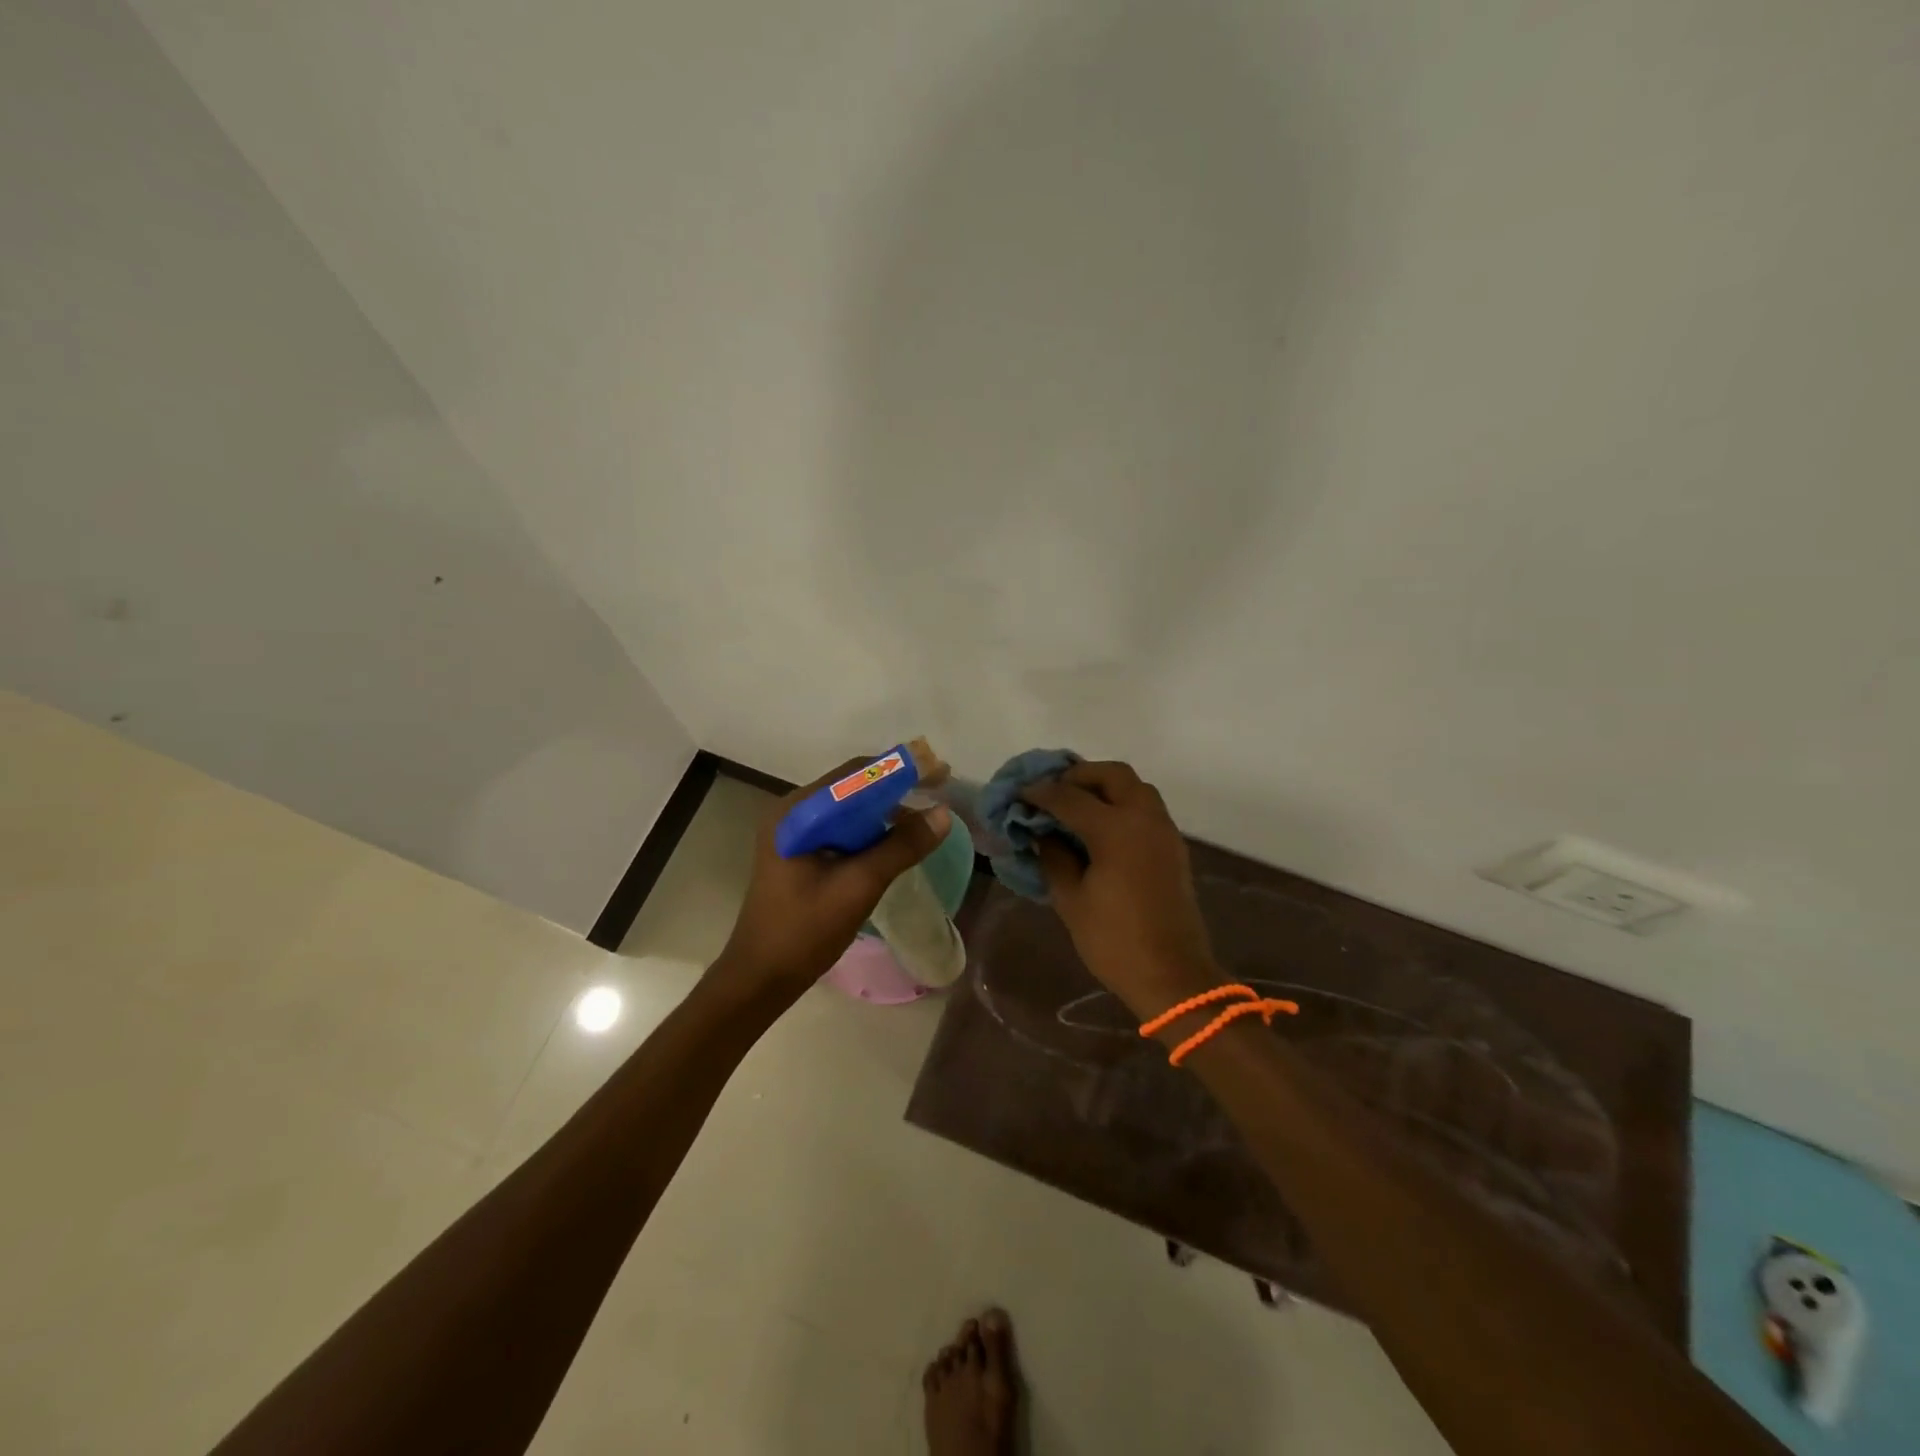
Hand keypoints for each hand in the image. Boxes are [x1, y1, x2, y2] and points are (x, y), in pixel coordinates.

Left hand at [708, 757, 950, 1008]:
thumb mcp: (858, 886)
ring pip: (848, 809)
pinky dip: (870, 831)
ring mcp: (793, 833)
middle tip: (937, 795)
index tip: (939, 774)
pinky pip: (841, 829)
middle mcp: (791, 813)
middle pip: (852, 788)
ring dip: (884, 811)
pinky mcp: (799, 853)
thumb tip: (943, 814)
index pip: (855, 774)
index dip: (900, 771)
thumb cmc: (804, 931)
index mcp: (796, 812)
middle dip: (895, 790)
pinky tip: (895, 842)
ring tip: (923, 820)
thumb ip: (900, 847)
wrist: (761, 978)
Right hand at [1020, 761, 1218, 1019]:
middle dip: (1080, 776)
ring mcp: (1164, 831)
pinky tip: (1100, 827)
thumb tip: (1043, 833)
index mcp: (1116, 829)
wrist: (1172, 975)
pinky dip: (1121, 804)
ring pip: (1135, 787)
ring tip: (1076, 806)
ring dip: (1104, 787)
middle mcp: (1144, 819)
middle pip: (1113, 774)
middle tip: (1054, 791)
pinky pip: (1146, 808)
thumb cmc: (1114, 941)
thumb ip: (1054, 857)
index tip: (1020, 794)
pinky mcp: (1173, 847)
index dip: (1041, 793)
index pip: (1069, 797)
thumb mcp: (1071, 900)